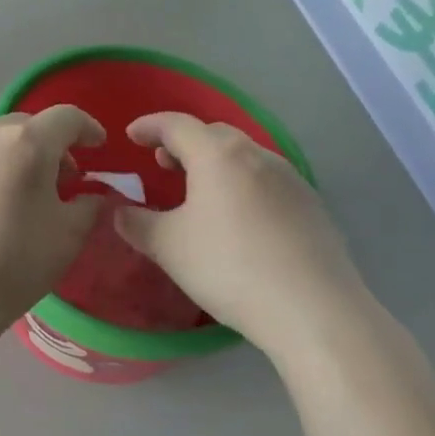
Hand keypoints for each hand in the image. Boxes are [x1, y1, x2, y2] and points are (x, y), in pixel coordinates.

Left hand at [0, 107, 106, 330]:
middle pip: (25, 127)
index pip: (66, 118)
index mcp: (26, 143)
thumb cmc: (14, 261)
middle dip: (49, 147)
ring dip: (12, 162)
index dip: (88, 128)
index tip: (97, 147)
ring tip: (17, 200)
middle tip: (60, 181)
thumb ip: (88, 206)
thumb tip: (90, 196)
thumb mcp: (68, 236)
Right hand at [112, 113, 366, 356]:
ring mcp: (291, 179)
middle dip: (184, 143)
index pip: (176, 125)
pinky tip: (240, 219)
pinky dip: (243, 185)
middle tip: (163, 164)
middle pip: (214, 134)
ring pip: (245, 156)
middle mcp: (257, 155)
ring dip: (216, 163)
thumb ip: (136, 223)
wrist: (314, 310)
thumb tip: (120, 212)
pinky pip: (268, 181)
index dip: (149, 126)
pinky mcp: (313, 206)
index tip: (131, 136)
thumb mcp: (168, 247)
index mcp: (218, 155)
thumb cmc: (229, 267)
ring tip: (200, 191)